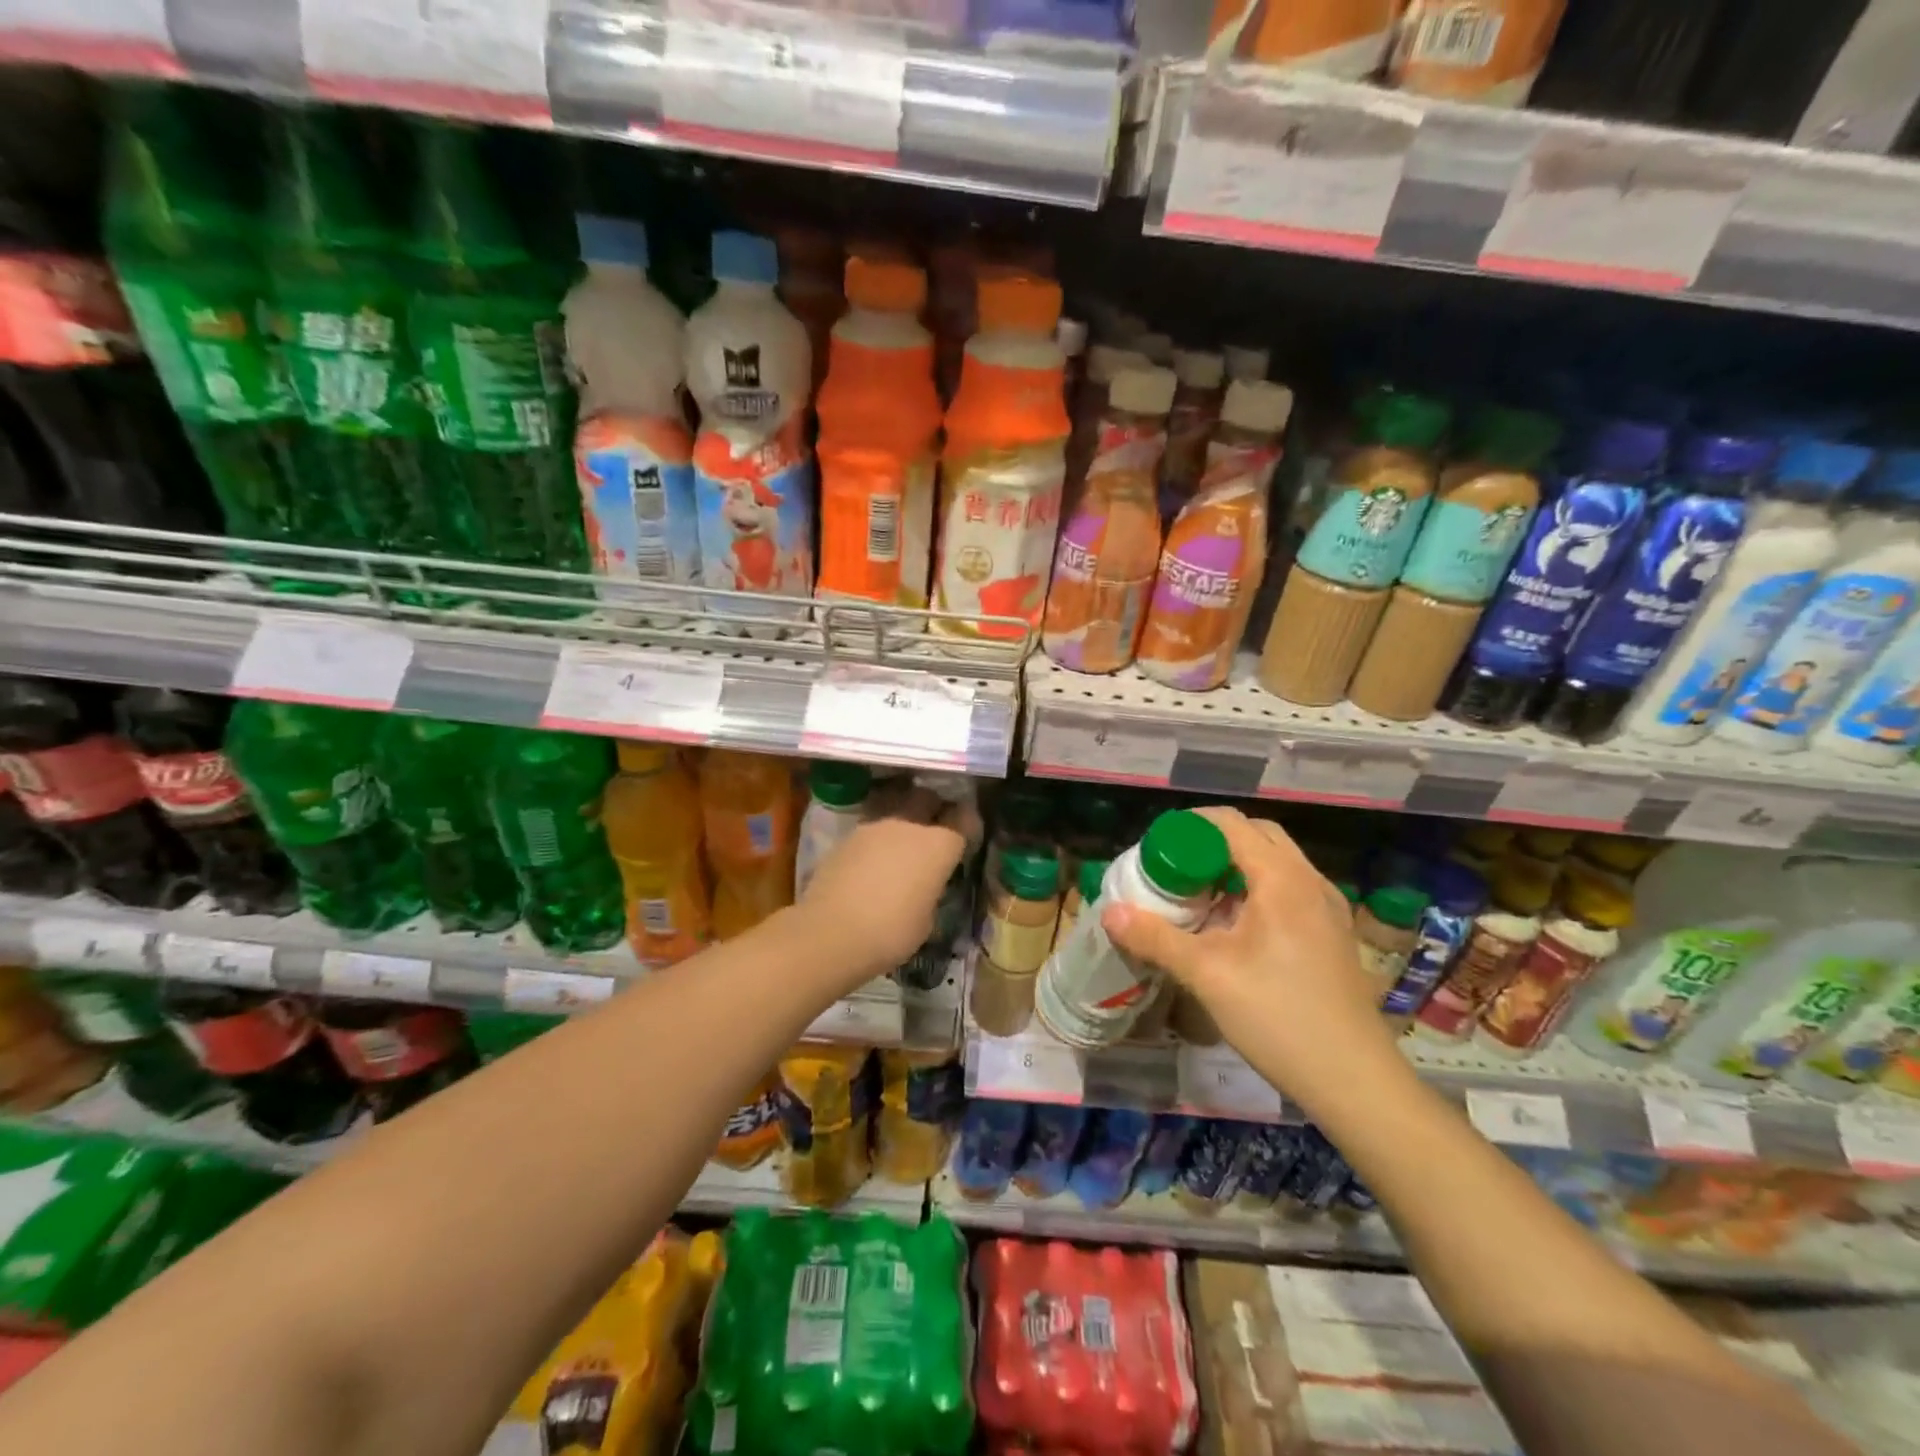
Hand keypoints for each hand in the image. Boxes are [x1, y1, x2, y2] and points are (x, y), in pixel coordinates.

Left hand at [793, 781, 977, 988]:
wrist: (830, 933)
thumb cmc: (891, 932)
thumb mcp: (927, 919)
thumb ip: (930, 890)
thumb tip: (923, 885)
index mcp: (938, 844)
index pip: (963, 817)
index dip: (968, 823)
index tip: (967, 835)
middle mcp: (908, 824)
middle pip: (927, 797)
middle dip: (934, 807)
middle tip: (935, 828)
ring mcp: (874, 826)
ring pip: (895, 807)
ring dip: (903, 819)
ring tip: (901, 844)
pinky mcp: (846, 837)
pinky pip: (871, 828)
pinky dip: (878, 838)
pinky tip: (874, 860)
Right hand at [1100, 806, 1402, 1114]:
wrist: (1355, 1081)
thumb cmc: (1278, 1017)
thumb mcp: (1206, 975)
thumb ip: (1155, 938)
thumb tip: (1109, 911)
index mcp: (1282, 878)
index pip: (1231, 823)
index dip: (1189, 825)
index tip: (1156, 846)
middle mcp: (1309, 881)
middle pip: (1256, 836)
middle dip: (1211, 843)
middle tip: (1175, 869)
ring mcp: (1326, 908)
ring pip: (1275, 864)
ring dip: (1234, 867)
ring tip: (1197, 897)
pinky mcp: (1331, 933)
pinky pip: (1288, 890)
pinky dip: (1255, 890)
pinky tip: (1232, 928)